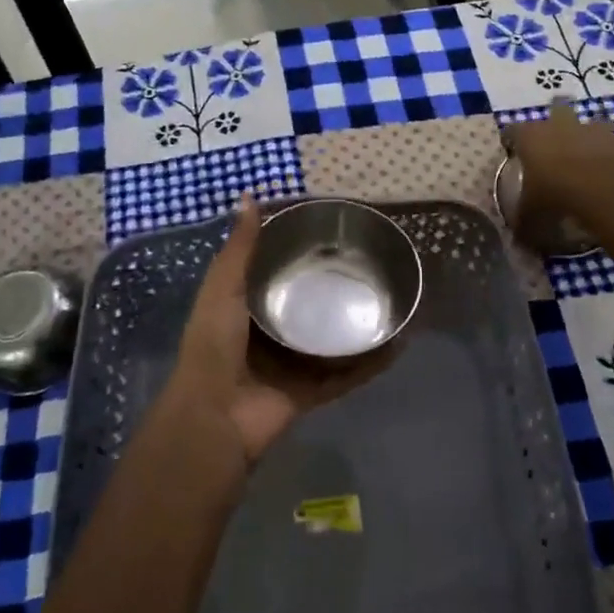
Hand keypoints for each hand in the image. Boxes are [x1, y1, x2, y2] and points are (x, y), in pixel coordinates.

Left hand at [167, 196, 399, 463]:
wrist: (215, 416)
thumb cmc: (214, 344)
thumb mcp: (223, 287)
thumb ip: (240, 248)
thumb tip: (249, 196)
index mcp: (249, 304)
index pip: (279, 270)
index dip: (300, 250)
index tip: (332, 227)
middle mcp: (274, 330)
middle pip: (310, 302)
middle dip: (334, 285)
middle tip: (370, 258)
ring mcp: (295, 362)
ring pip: (333, 337)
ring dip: (356, 322)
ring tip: (391, 295)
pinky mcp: (314, 390)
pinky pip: (349, 373)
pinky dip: (372, 362)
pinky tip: (398, 342)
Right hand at [504, 98, 613, 228]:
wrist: (601, 187)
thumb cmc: (555, 193)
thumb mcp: (531, 214)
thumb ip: (523, 223)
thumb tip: (518, 240)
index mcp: (528, 137)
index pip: (512, 131)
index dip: (511, 141)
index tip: (512, 151)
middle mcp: (555, 124)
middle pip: (552, 111)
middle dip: (553, 124)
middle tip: (552, 145)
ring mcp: (585, 127)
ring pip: (583, 121)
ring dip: (582, 133)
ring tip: (581, 153)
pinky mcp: (613, 137)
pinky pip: (606, 138)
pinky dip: (605, 148)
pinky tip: (603, 165)